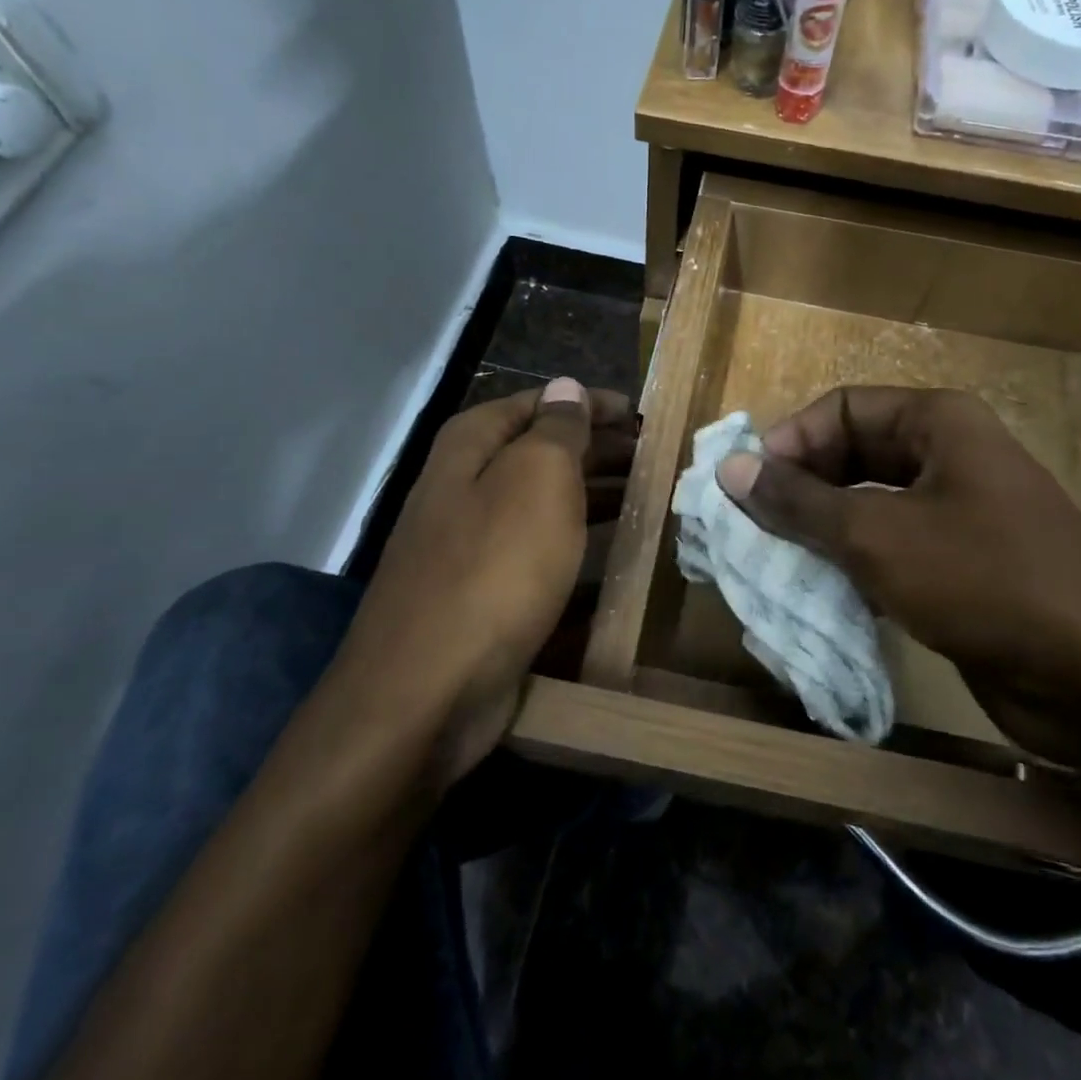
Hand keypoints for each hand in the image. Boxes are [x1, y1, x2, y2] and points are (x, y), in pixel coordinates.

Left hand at [329, 379, 634, 792]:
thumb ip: (557, 429)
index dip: (590, 403)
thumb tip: (567, 387)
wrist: (426, 692)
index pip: (540, 402)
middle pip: (541, 450)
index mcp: (472, 445)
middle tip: (654, 456)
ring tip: (646, 495)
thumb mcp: (536, 480)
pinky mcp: (482, 590)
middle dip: (598, 448)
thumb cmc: (493, 569)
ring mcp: (470, 541)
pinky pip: (538, 547)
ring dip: (592, 492)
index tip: (641, 414)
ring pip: (542, 500)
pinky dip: (576, 539)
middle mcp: (464, 484)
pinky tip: (611, 551)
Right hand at [718, 387, 1080, 779]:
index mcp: (936, 421)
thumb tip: (730, 469)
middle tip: (751, 529)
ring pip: (866, 503)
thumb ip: (798, 502)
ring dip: (820, 530)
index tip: (747, 489)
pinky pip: (888, 547)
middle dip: (800, 488)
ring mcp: (956, 512)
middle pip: (850, 453)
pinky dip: (851, 563)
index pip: (839, 408)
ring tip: (772, 561)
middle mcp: (946, 454)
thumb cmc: (985, 580)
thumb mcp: (878, 534)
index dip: (789, 441)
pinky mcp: (959, 565)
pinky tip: (819, 592)